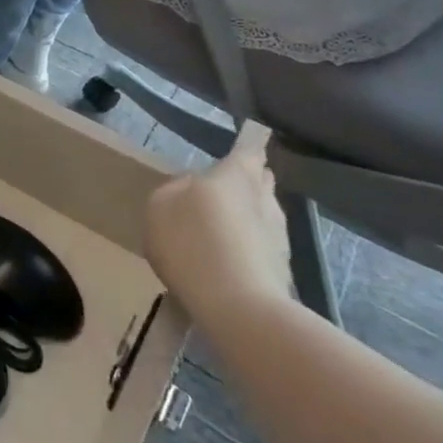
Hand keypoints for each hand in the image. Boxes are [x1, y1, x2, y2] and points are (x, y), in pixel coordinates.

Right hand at [138, 123, 292, 316]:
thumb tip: (193, 188)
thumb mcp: (161, 205)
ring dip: (246, 217)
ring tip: (219, 230)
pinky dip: (246, 248)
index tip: (255, 135)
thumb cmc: (192, 243)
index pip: (249, 150)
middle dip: (247, 180)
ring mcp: (278, 236)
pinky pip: (260, 247)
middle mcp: (264, 199)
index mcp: (235, 175)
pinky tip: (224, 263)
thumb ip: (177, 189)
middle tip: (223, 187)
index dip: (250, 142)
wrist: (238, 308)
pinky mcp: (281, 270)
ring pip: (262, 215)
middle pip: (259, 182)